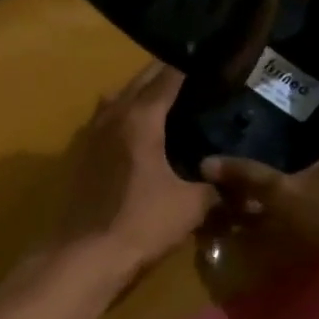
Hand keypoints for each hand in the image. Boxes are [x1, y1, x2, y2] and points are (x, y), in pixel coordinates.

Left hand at [52, 63, 214, 280]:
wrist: (83, 255)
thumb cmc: (141, 223)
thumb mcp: (190, 207)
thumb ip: (215, 189)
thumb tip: (240, 187)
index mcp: (140, 118)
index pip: (168, 76)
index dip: (191, 67)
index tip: (212, 63)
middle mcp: (111, 116)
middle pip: (139, 82)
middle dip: (165, 76)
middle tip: (194, 80)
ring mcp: (89, 134)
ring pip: (117, 99)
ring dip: (139, 95)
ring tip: (166, 103)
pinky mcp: (79, 155)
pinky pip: (104, 121)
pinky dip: (122, 117)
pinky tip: (138, 136)